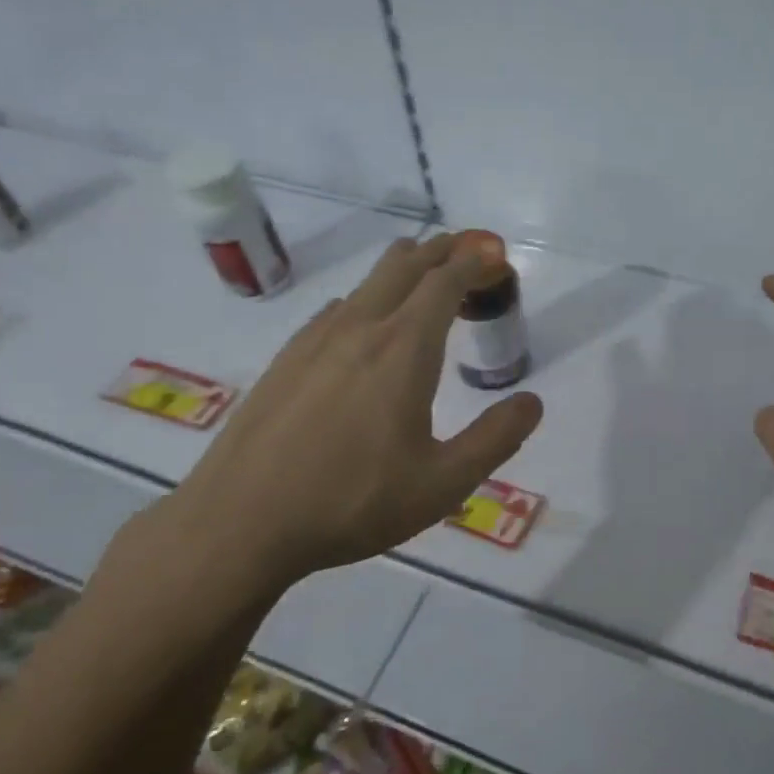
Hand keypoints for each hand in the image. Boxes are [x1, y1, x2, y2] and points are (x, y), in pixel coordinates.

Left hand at [123, 235, 542, 607]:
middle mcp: (360, 329)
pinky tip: (365, 329)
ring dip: (404, 271)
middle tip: (468, 250)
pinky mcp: (286, 360)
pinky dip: (368, 300)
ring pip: (367, 282)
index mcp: (403, 350)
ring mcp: (315, 341)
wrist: (240, 523)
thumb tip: (532, 402)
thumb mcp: (442, 483)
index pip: (445, 282)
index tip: (494, 255)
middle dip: (442, 249)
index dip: (473, 261)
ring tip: (425, 283)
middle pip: (404, 265)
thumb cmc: (352, 503)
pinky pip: (337, 310)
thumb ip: (495, 439)